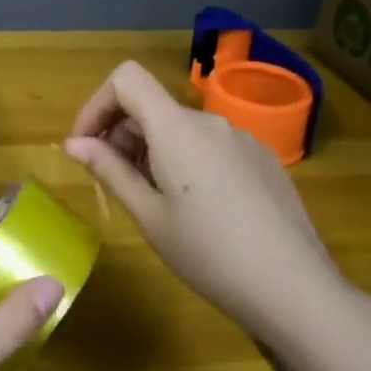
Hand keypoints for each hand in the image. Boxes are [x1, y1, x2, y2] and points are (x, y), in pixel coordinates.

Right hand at [64, 60, 355, 356]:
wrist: (296, 290)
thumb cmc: (209, 254)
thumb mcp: (149, 216)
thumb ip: (109, 170)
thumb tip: (73, 143)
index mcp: (177, 128)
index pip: (126, 79)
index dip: (97, 104)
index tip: (85, 146)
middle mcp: (210, 121)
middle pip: (152, 105)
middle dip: (120, 134)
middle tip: (112, 183)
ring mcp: (242, 139)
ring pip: (180, 128)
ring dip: (152, 150)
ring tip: (152, 201)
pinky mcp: (263, 160)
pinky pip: (210, 145)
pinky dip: (186, 160)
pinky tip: (196, 208)